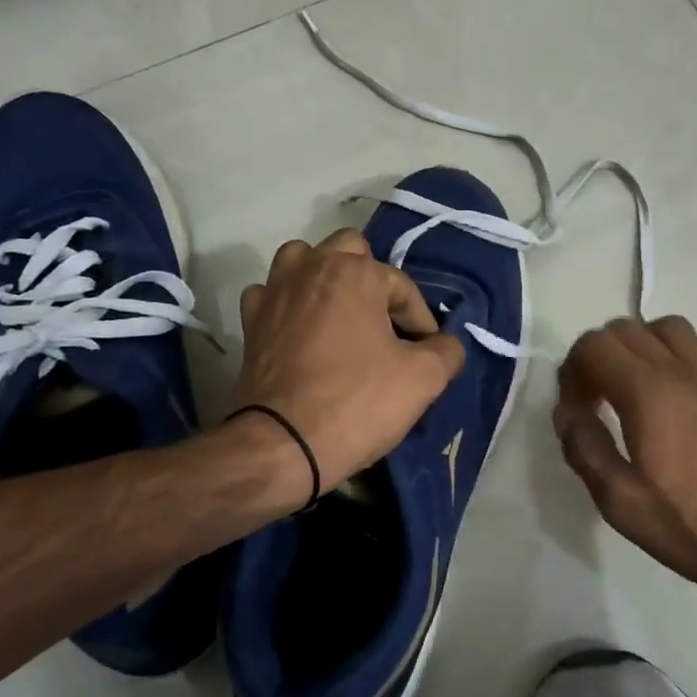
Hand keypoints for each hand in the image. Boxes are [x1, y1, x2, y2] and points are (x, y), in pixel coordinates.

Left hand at [235, 230, 464, 496]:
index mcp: (355, 272)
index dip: (421, 322)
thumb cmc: (358, 402)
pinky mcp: (250, 322)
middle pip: (349, 251)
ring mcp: (274, 292)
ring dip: (324, 278)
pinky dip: (288, 305)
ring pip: (303, 261)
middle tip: (384, 324)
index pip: (402, 287)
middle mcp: (311, 267)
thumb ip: (446, 350)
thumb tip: (444, 345)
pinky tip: (300, 330)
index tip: (425, 357)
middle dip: (372, 281)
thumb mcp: (424, 379)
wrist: (283, 445)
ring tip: (340, 315)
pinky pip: (272, 295)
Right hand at [553, 317, 696, 599]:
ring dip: (644, 342)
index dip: (573, 370)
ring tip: (635, 381)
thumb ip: (585, 449)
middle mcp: (681, 372)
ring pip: (673, 327)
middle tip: (595, 401)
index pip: (594, 345)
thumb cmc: (690, 527)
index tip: (576, 409)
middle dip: (599, 355)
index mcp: (647, 393)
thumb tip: (567, 411)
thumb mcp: (619, 502)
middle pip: (627, 329)